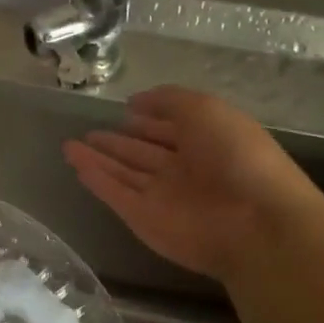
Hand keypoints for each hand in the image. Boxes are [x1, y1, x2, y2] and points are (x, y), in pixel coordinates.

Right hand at [62, 86, 307, 280]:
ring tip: (69, 145)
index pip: (170, 129)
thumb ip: (168, 100)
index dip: (148, 119)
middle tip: (89, 132)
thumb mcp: (205, 109)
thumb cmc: (236, 155)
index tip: (123, 111)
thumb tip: (134, 102)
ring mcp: (163, 197)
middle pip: (143, 154)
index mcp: (206, 142)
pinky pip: (116, 195)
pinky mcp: (144, 220)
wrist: (254, 222)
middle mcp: (184, 170)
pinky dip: (97, 180)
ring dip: (98, 160)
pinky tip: (76, 165)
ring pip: (124, 174)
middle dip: (118, 143)